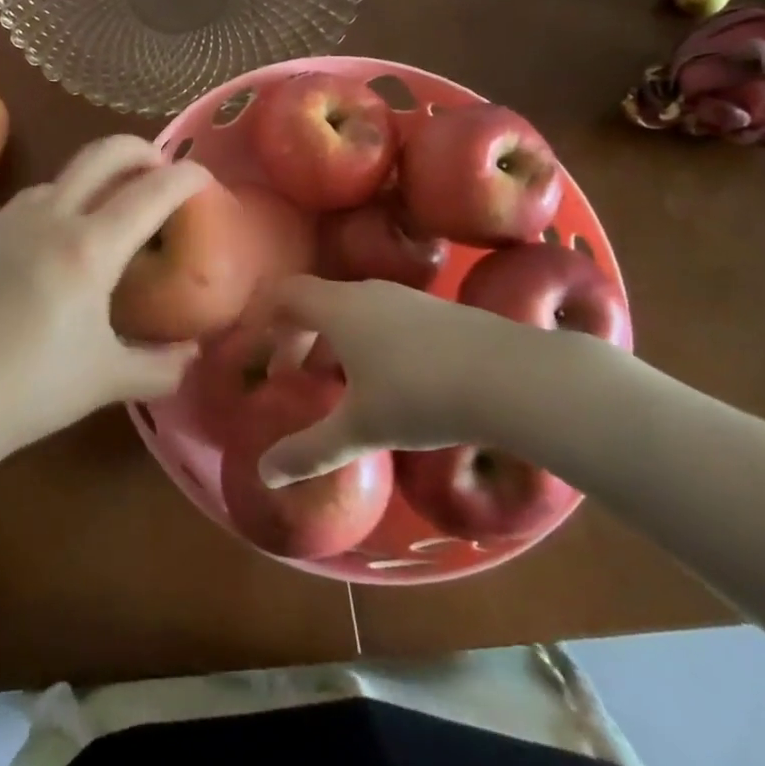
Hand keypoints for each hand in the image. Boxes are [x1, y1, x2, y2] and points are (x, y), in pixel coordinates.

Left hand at [0, 135, 209, 455]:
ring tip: (102, 216)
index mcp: (89, 248)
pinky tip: (44, 252)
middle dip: (140, 150)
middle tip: (158, 167)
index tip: (202, 176)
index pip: (151, 192)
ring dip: (92, 182)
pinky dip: (51, 212)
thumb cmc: (29, 390)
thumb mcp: (106, 381)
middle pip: (103, 153)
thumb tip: (191, 353)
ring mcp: (5, 219)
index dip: (185, 177)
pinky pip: (24, 208)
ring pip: (61, 178)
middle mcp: (49, 217)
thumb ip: (161, 367)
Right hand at [259, 275, 607, 485]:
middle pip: (314, 301)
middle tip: (288, 375)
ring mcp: (404, 297)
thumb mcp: (360, 428)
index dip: (262, 320)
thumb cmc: (421, 396)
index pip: (283, 295)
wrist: (511, 377)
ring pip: (350, 309)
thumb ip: (309, 450)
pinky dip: (363, 340)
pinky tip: (383, 379)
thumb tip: (264, 474)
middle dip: (294, 335)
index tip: (253, 353)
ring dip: (330, 339)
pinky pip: (380, 316)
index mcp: (337, 308)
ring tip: (332, 381)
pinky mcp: (435, 310)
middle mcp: (365, 291)